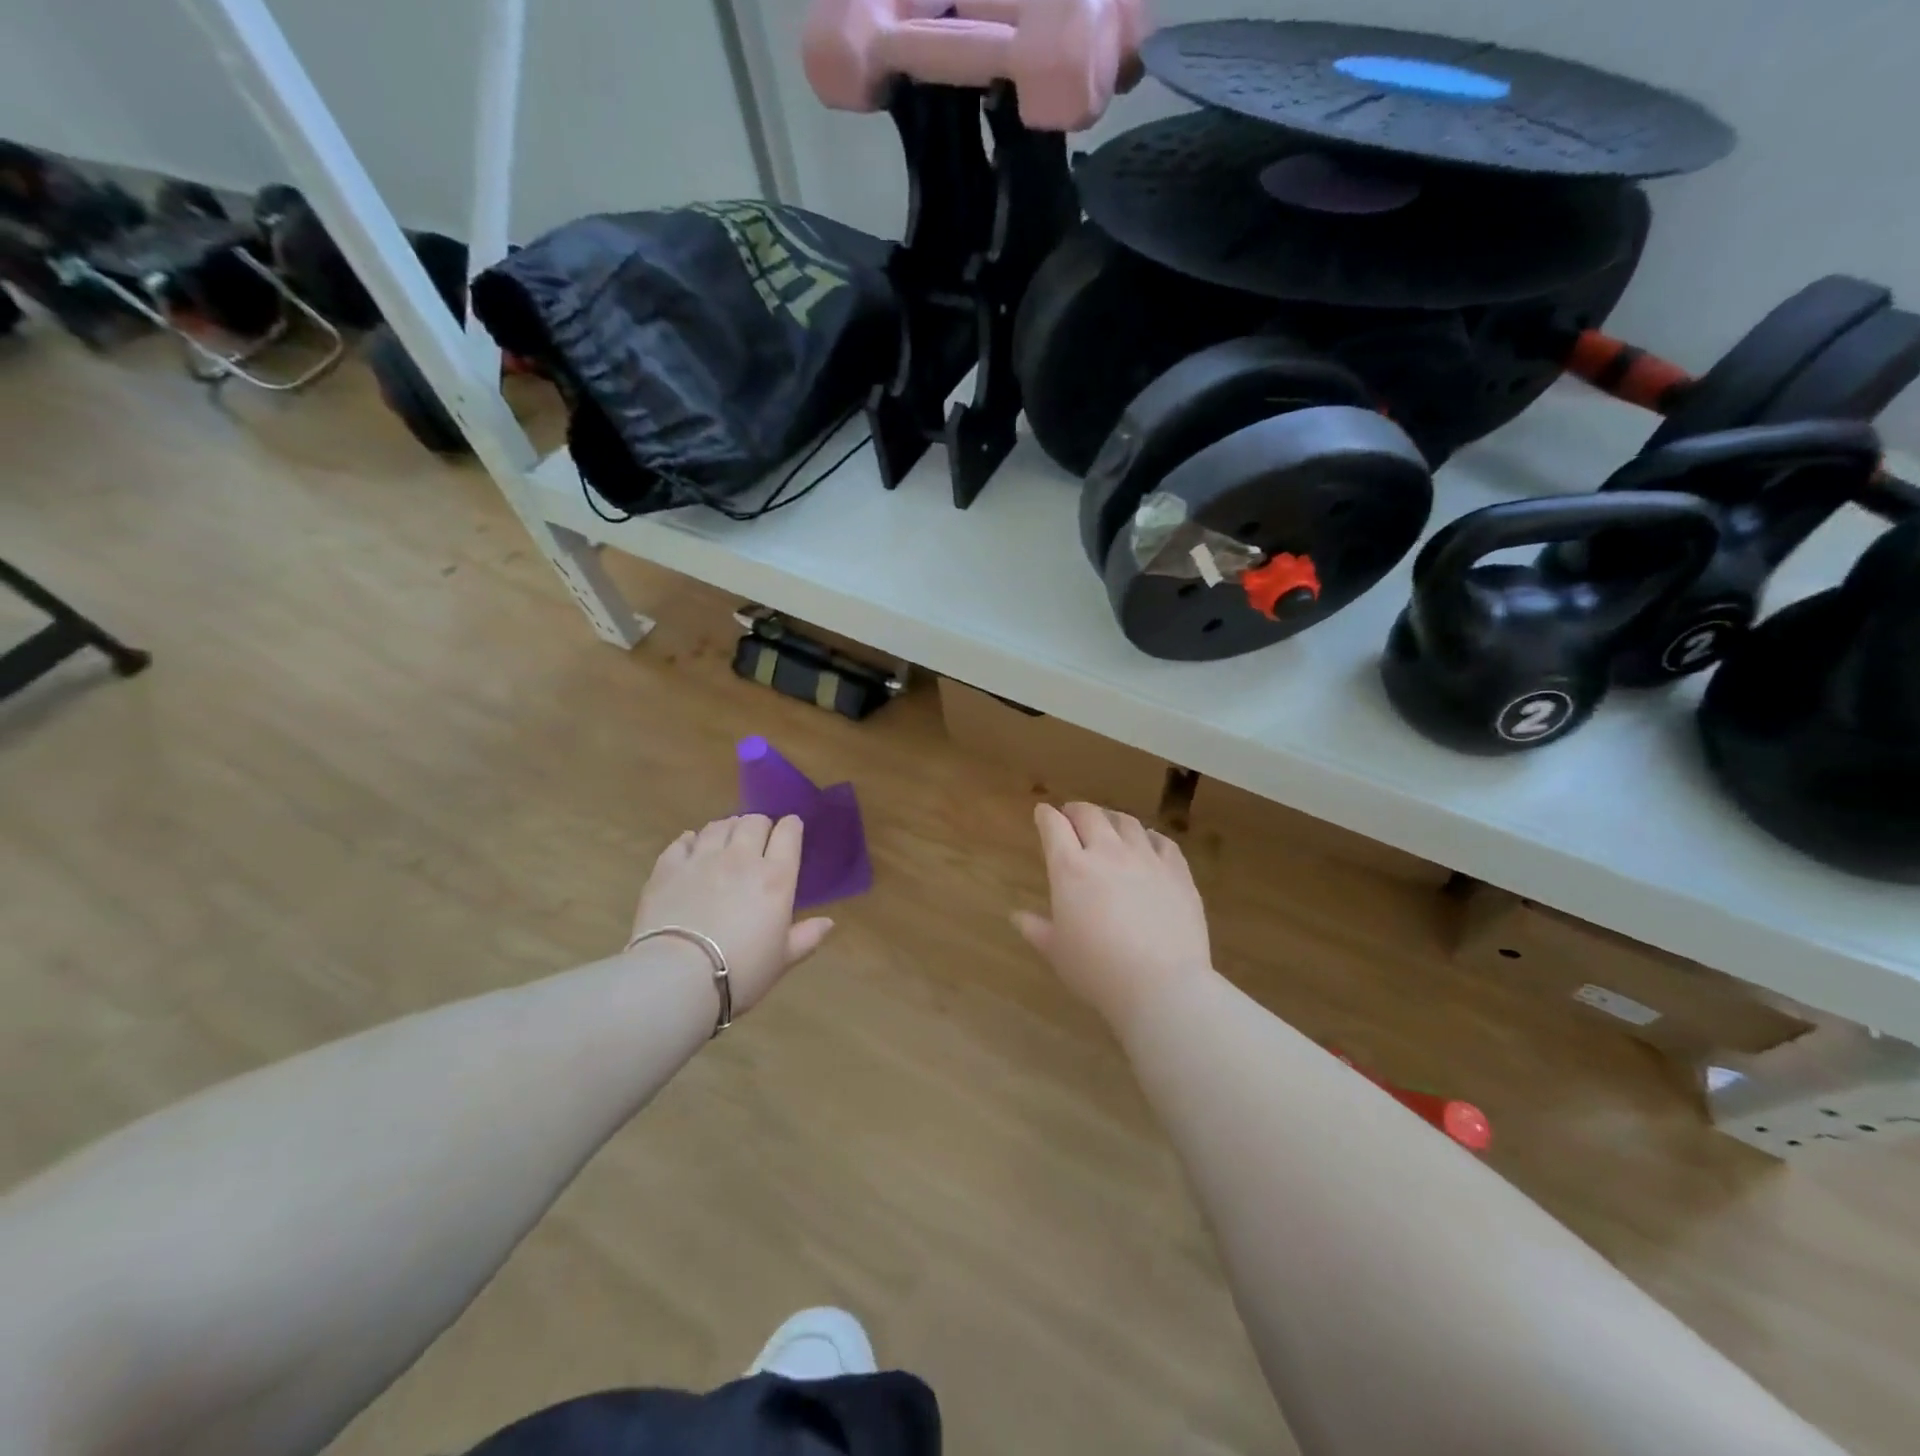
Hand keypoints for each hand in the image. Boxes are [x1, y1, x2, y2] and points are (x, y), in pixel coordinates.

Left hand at [632, 815, 834, 1014]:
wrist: (677, 978)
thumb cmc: (741, 972)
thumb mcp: (782, 959)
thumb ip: (807, 937)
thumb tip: (829, 923)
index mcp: (776, 877)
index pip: (788, 832)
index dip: (791, 827)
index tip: (790, 832)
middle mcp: (741, 858)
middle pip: (753, 821)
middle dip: (759, 826)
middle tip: (758, 842)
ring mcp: (702, 859)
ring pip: (718, 825)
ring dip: (727, 829)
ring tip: (726, 841)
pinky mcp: (668, 868)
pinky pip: (682, 841)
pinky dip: (691, 841)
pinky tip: (692, 848)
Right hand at [1013, 802, 1213, 1032]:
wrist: (1161, 985)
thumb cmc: (1098, 970)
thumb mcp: (1057, 952)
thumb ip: (1036, 929)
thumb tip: (1017, 916)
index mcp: (1071, 869)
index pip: (1054, 827)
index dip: (1046, 816)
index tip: (1043, 813)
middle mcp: (1108, 853)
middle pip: (1090, 815)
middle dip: (1077, 810)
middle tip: (1072, 815)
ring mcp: (1146, 859)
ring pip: (1127, 823)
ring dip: (1112, 818)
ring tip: (1109, 824)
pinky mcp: (1178, 872)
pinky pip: (1163, 842)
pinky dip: (1150, 837)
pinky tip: (1148, 843)